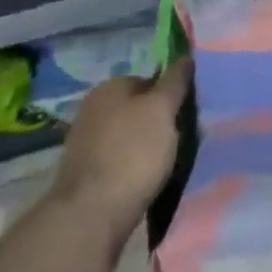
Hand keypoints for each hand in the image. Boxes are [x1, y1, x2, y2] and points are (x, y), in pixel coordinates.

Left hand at [51, 57, 190, 231]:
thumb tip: (185, 56)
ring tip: (167, 164)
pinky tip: (146, 181)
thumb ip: (175, 81)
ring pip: (130, 137)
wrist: (90, 215)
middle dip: (159, 122)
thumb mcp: (162, 109)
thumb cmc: (132, 153)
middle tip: (181, 140)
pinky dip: (133, 168)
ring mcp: (85, 143)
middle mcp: (92, 109)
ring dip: (148, 147)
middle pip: (139, 109)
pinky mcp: (85, 174)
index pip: (150, 80)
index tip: (186, 115)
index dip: (171, 96)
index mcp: (109, 87)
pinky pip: (119, 161)